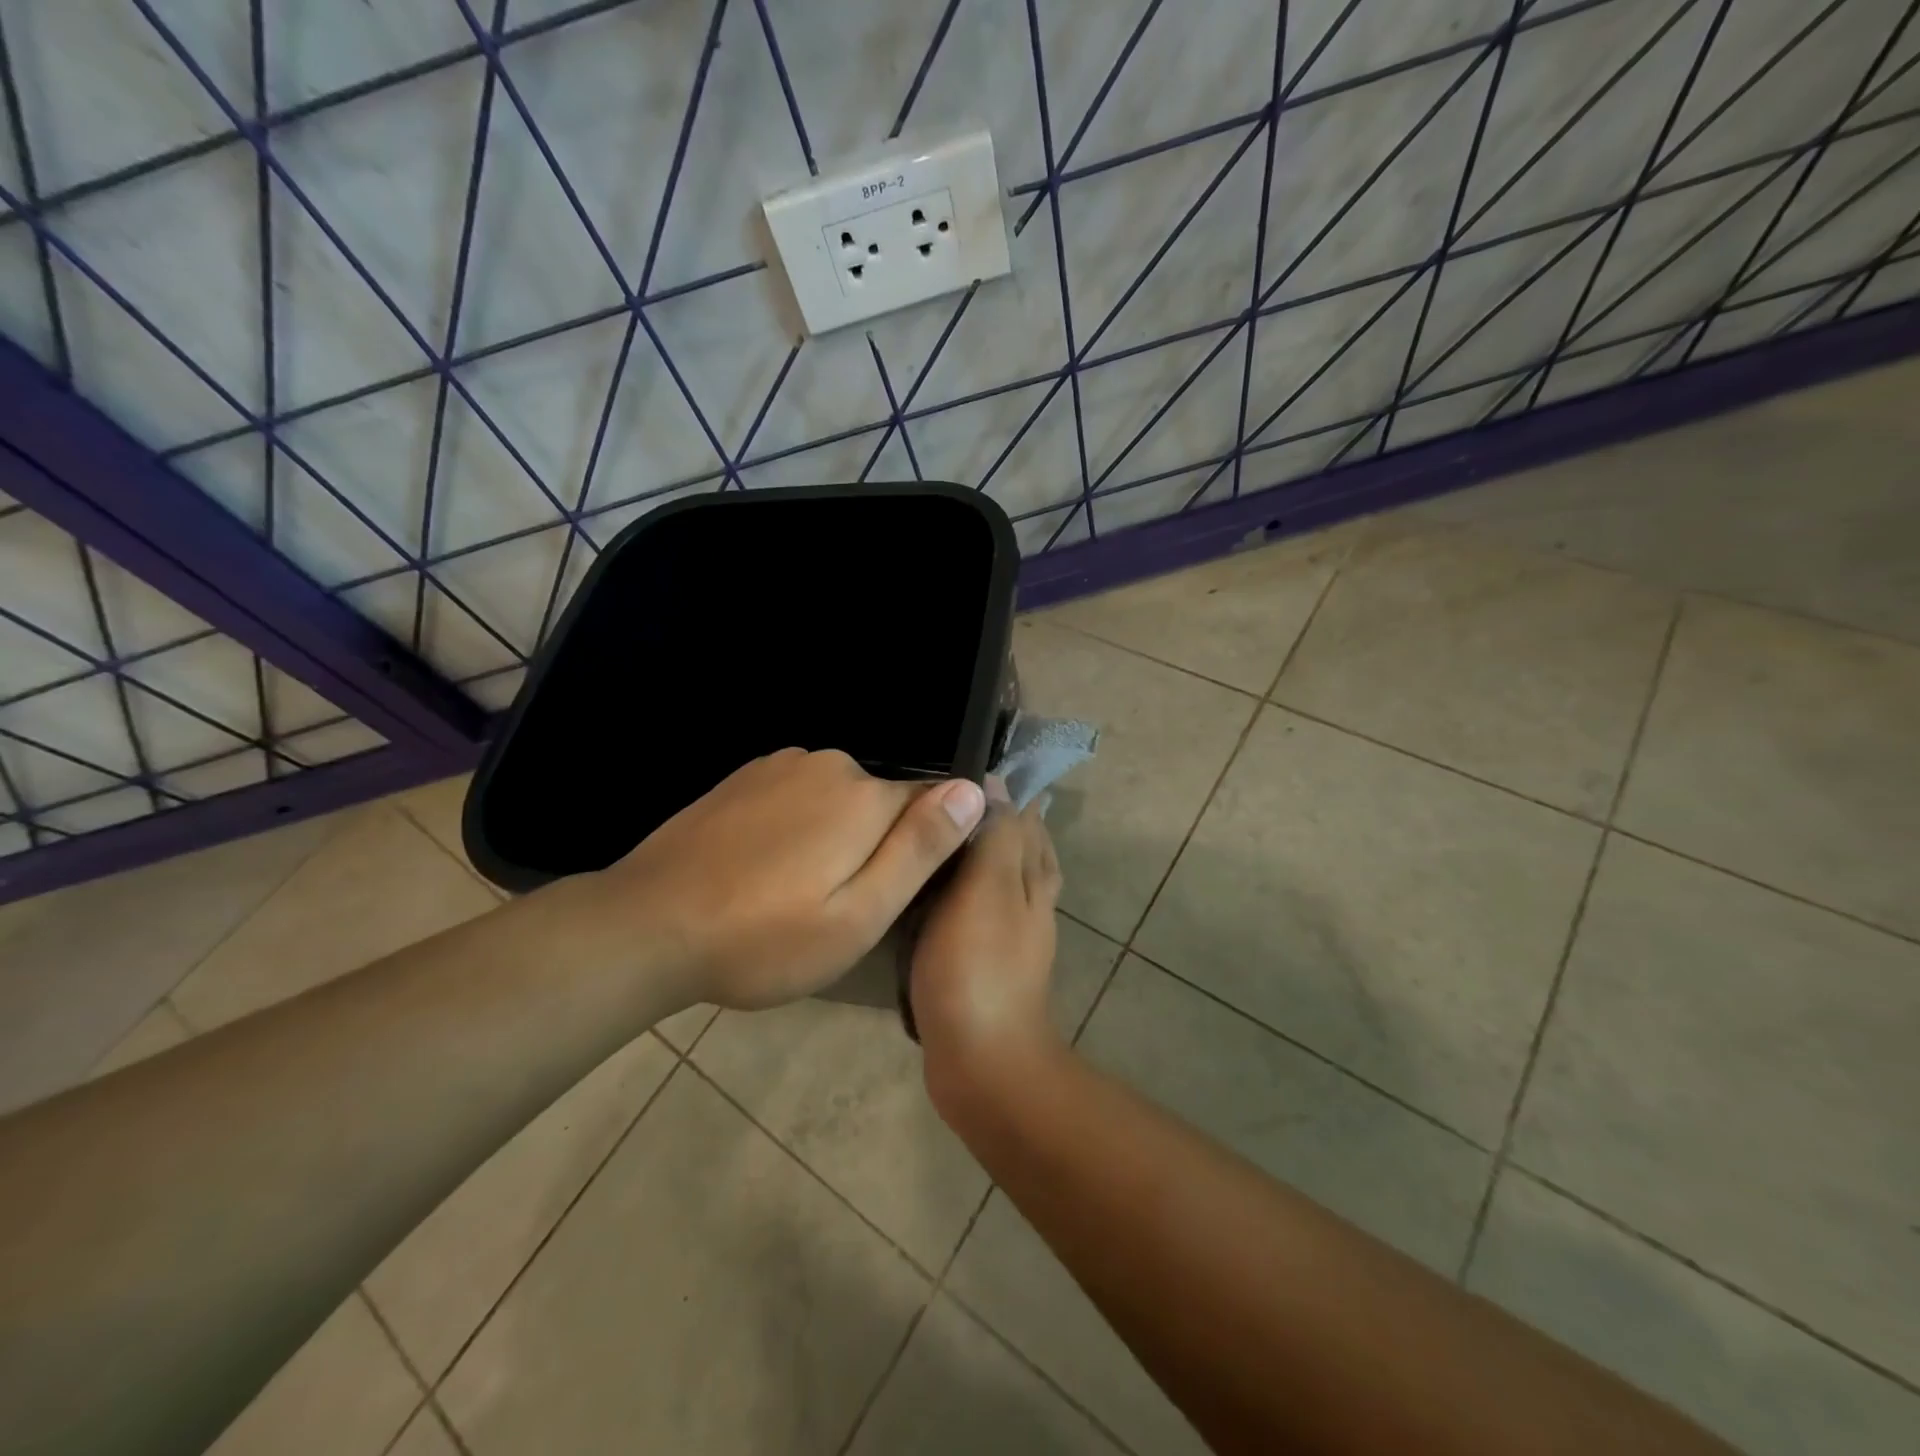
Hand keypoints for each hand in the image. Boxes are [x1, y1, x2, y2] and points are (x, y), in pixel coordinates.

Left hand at [580, 748, 985, 1010]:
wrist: (648, 926)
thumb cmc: (764, 938)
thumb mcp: (859, 915)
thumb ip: (919, 849)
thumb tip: (973, 791)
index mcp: (865, 798)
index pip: (932, 804)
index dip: (926, 848)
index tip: (901, 891)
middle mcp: (830, 765)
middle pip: (883, 803)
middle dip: (877, 846)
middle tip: (841, 908)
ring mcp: (781, 765)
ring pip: (839, 800)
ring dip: (835, 837)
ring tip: (799, 893)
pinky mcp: (746, 777)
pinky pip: (798, 795)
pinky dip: (798, 826)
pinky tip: (766, 867)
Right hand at [911, 793, 1064, 1104]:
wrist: (983, 1061)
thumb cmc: (977, 966)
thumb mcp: (986, 889)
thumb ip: (994, 835)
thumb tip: (996, 782)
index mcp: (1031, 875)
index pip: (1025, 816)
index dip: (1004, 788)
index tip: (969, 761)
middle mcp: (1029, 899)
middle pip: (1020, 844)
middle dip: (997, 816)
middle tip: (952, 793)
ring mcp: (1009, 934)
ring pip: (999, 877)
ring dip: (980, 851)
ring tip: (944, 834)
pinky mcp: (984, 961)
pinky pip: (975, 909)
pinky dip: (962, 890)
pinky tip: (936, 893)